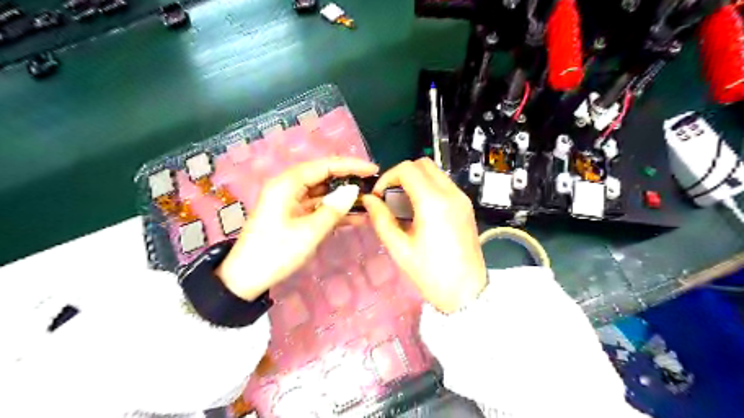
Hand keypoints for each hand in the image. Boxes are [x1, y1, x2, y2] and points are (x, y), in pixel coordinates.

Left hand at [215, 156, 378, 300]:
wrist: (246, 277)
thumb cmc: (275, 252)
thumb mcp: (308, 232)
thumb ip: (333, 209)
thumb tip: (353, 191)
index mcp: (288, 184)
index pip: (325, 165)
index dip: (351, 165)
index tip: (373, 169)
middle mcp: (289, 187)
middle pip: (324, 176)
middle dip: (348, 180)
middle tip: (373, 186)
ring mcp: (291, 201)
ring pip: (322, 192)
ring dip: (343, 197)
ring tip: (369, 201)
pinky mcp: (293, 214)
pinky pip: (317, 207)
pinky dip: (334, 211)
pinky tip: (355, 217)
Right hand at [361, 156, 489, 312]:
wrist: (467, 293)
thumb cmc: (431, 274)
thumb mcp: (399, 248)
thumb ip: (381, 219)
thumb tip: (369, 200)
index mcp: (433, 203)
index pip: (407, 169)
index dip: (387, 177)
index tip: (379, 196)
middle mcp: (451, 194)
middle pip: (422, 164)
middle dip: (401, 175)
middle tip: (390, 197)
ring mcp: (462, 198)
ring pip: (435, 172)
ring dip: (416, 180)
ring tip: (404, 205)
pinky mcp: (466, 206)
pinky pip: (444, 185)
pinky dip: (428, 188)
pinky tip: (420, 211)